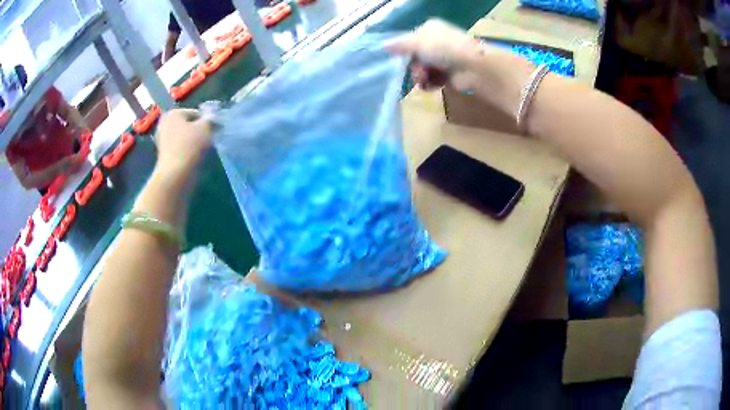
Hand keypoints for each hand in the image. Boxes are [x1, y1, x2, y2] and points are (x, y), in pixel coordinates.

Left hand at [155, 108, 211, 176]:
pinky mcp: (163, 155)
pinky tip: (193, 159)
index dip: (206, 122)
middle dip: (198, 131)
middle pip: (188, 125)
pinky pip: (179, 149)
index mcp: (173, 113)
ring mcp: (162, 140)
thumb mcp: (206, 127)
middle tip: (208, 141)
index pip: (196, 113)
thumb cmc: (190, 146)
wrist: (175, 175)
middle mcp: (164, 124)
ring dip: (193, 142)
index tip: (213, 132)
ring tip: (201, 152)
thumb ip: (210, 119)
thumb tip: (211, 117)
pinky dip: (187, 152)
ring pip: (184, 137)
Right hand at [387, 19, 536, 113]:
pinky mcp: (452, 74)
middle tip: (417, 73)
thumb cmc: (444, 49)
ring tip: (424, 81)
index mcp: (430, 29)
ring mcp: (446, 58)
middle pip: (417, 56)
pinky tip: (431, 86)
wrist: (473, 67)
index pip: (411, 40)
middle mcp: (438, 41)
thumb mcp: (417, 43)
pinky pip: (434, 79)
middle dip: (414, 67)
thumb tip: (383, 46)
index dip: (405, 51)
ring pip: (424, 69)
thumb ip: (399, 45)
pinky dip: (431, 84)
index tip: (400, 60)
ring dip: (421, 77)